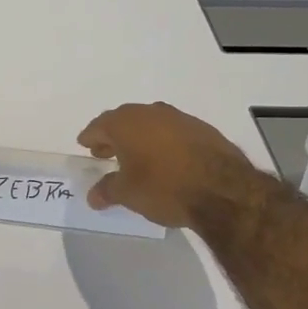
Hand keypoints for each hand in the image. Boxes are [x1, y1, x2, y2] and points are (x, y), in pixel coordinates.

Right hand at [77, 101, 258, 229]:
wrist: (222, 189)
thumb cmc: (164, 187)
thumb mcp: (128, 194)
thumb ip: (107, 191)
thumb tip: (93, 195)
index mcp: (125, 123)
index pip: (99, 126)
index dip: (90, 137)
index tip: (85, 144)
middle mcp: (150, 113)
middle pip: (124, 121)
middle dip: (113, 136)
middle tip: (105, 151)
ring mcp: (178, 118)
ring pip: (150, 123)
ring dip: (140, 137)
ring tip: (136, 157)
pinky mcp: (202, 128)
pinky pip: (172, 131)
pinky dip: (163, 141)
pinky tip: (166, 159)